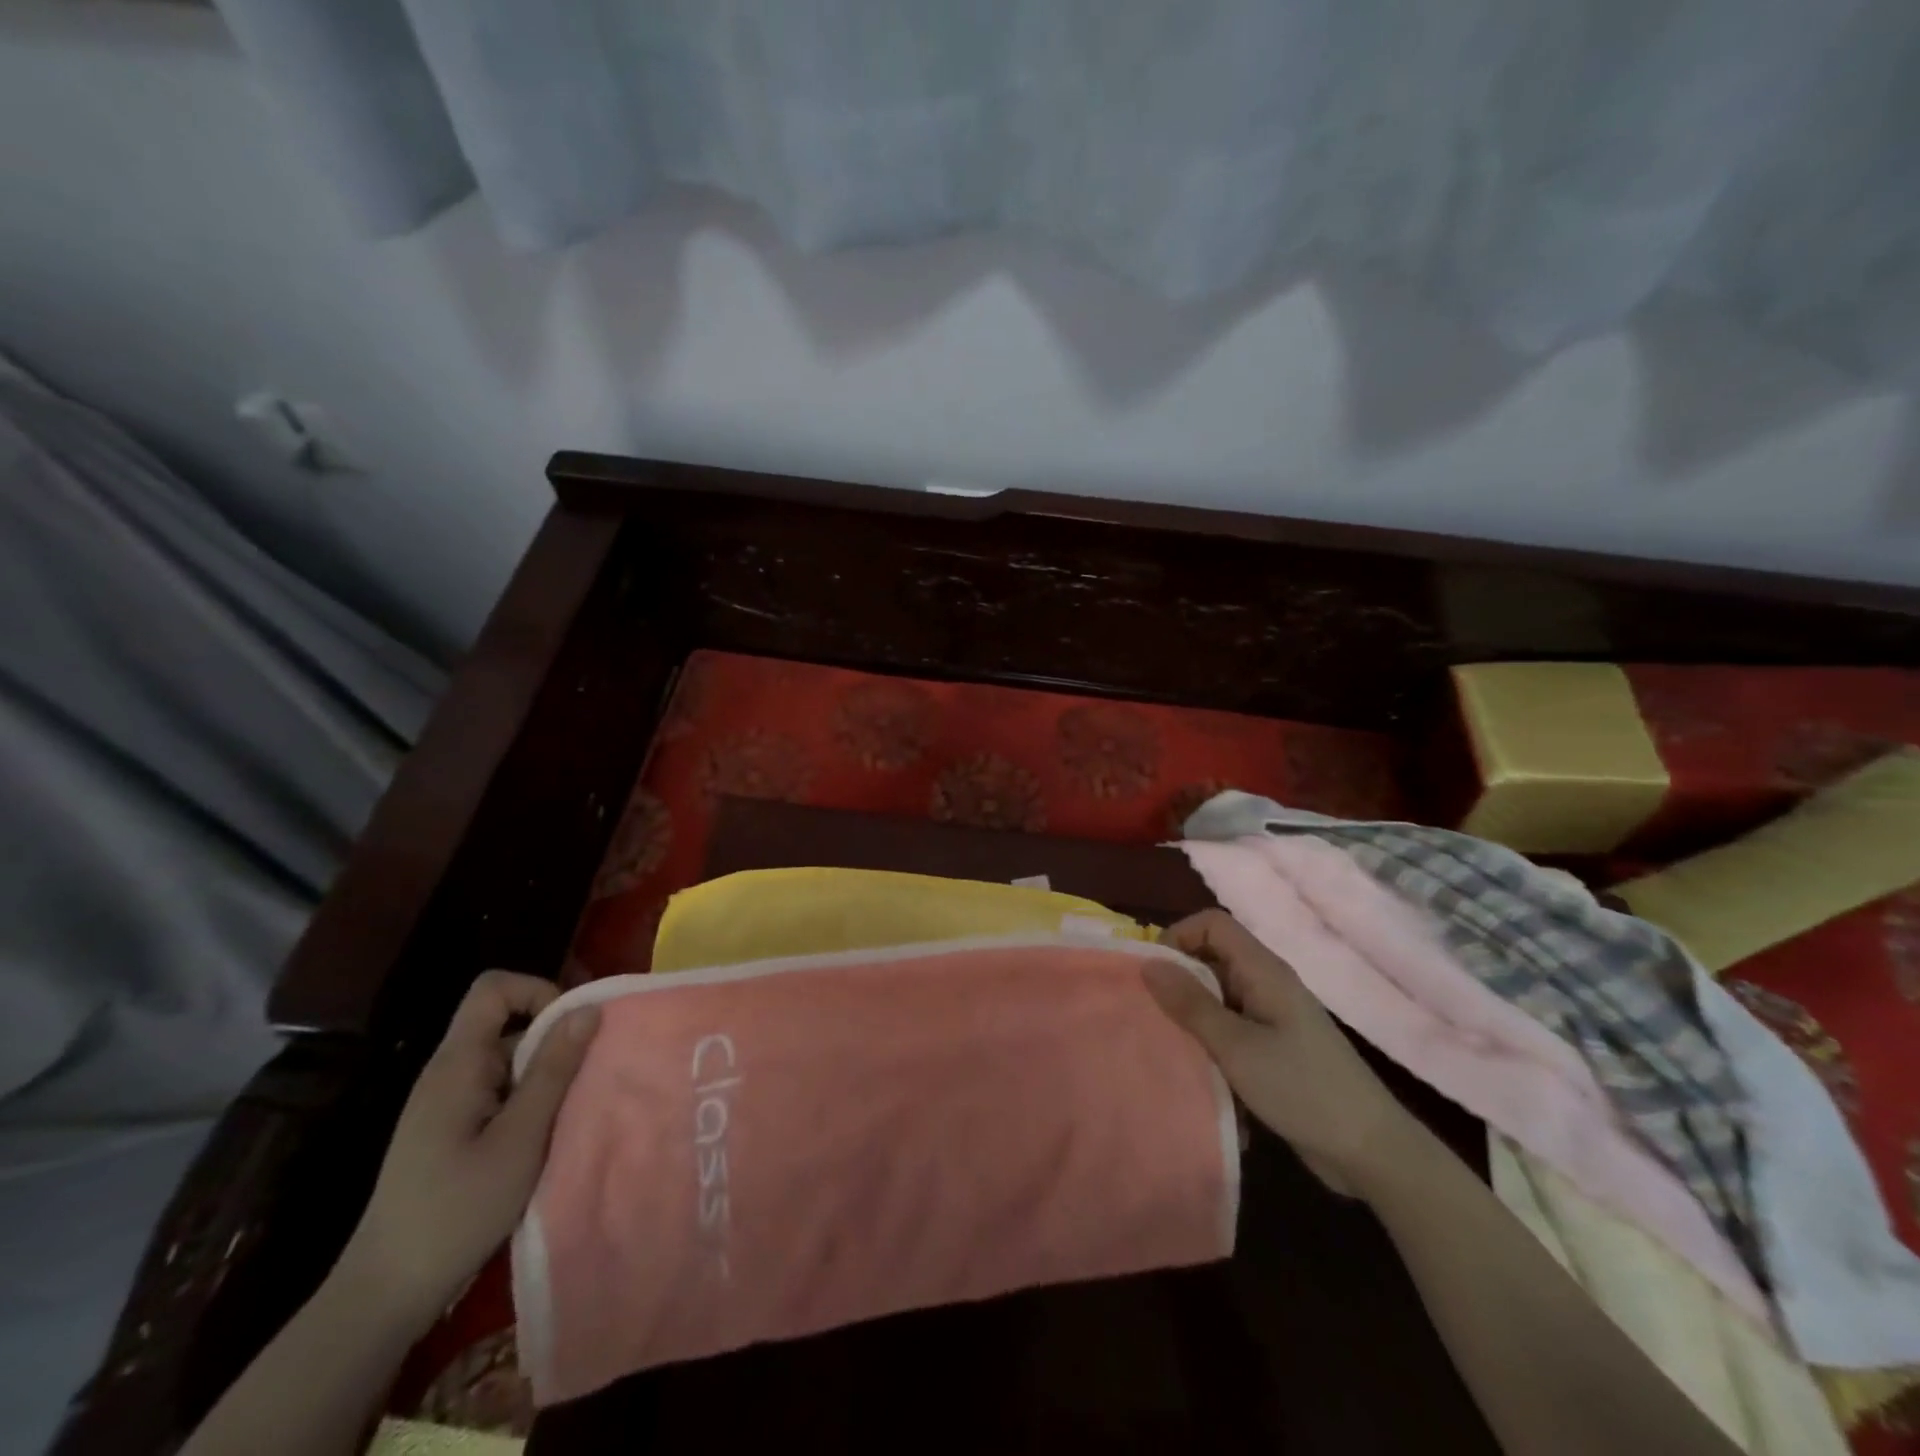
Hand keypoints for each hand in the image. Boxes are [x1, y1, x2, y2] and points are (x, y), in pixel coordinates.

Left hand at [339, 971, 598, 1325]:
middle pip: (508, 1022)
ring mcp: (448, 1102)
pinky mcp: (452, 1129)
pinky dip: (531, 1100)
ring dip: (546, 1075)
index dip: (537, 992)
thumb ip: (554, 1070)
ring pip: (509, 1059)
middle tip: (584, 1080)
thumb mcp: (521, 1137)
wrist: (387, 1294)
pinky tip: (545, 1136)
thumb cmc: (456, 1210)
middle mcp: (450, 1071)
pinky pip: (501, 1090)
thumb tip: (588, 1008)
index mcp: (458, 1063)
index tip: (571, 1031)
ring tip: (568, 1114)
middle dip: (554, 1040)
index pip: (494, 989)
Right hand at [1144, 909, 1424, 1197]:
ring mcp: (1271, 1019)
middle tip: (1151, 1015)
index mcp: (1263, 971)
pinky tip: (1204, 1082)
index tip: (1154, 974)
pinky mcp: (1273, 1051)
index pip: (1212, 924)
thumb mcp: (1236, 1046)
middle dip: (1178, 984)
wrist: (1371, 1153)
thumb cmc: (1302, 1088)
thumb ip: (1190, 1004)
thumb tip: (1148, 964)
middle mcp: (1266, 985)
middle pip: (1210, 961)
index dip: (1178, 936)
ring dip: (1192, 1022)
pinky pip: (1230, 1033)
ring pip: (1217, 1000)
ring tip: (1169, 1050)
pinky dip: (1213, 1050)